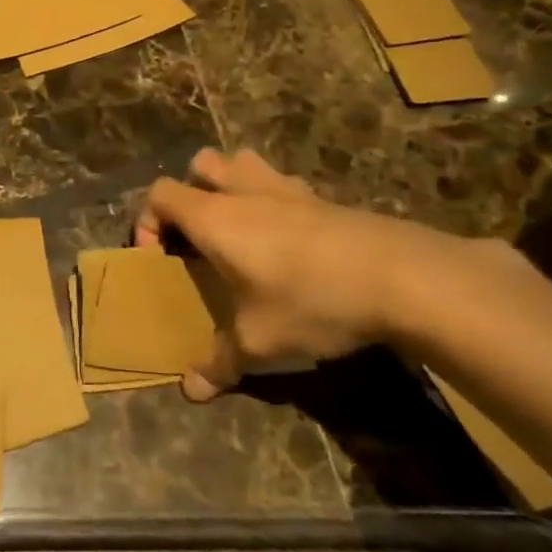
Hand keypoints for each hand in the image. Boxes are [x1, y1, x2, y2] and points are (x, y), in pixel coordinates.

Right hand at [133, 148, 469, 401]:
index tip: (160, 258)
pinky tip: (289, 241)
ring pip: (243, 162)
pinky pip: (282, 184)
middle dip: (190, 191)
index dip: (148, 221)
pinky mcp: (324, 197)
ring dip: (231, 184)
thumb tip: (191, 390)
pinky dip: (273, 200)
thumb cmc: (312, 301)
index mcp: (215, 217)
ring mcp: (287, 188)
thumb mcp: (261, 342)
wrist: (403, 277)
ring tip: (240, 227)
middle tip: (199, 235)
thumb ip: (220, 362)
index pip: (160, 194)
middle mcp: (244, 192)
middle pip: (200, 163)